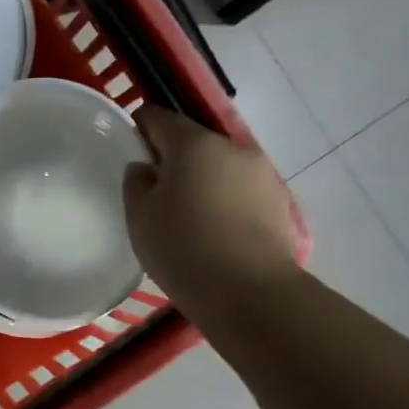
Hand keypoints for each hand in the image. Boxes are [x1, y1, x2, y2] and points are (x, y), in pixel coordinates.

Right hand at [122, 107, 298, 313]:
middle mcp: (232, 147)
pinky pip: (240, 190)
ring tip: (188, 216)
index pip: (158, 116)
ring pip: (220, 166)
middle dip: (173, 158)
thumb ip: (136, 182)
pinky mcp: (279, 202)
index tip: (130, 152)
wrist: (248, 292)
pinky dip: (224, 200)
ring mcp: (262, 174)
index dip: (139, 128)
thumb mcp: (139, 215)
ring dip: (202, 180)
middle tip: (155, 192)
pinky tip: (215, 231)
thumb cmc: (182, 247)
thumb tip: (146, 168)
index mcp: (193, 143)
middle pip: (194, 140)